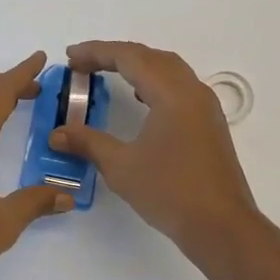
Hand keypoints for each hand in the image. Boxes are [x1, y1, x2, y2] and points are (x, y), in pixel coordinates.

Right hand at [51, 41, 259, 250]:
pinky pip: (179, 86)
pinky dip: (155, 82)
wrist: (221, 227)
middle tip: (84, 65)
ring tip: (108, 74)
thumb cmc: (170, 192)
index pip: (130, 57)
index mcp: (172, 93)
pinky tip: (141, 99)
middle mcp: (192, 91)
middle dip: (115, 55)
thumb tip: (57, 134)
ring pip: (169, 69)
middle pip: (151, 57)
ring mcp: (205, 107)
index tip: (70, 57)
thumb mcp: (121, 166)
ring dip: (138, 66)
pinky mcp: (209, 123)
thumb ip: (88, 143)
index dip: (97, 52)